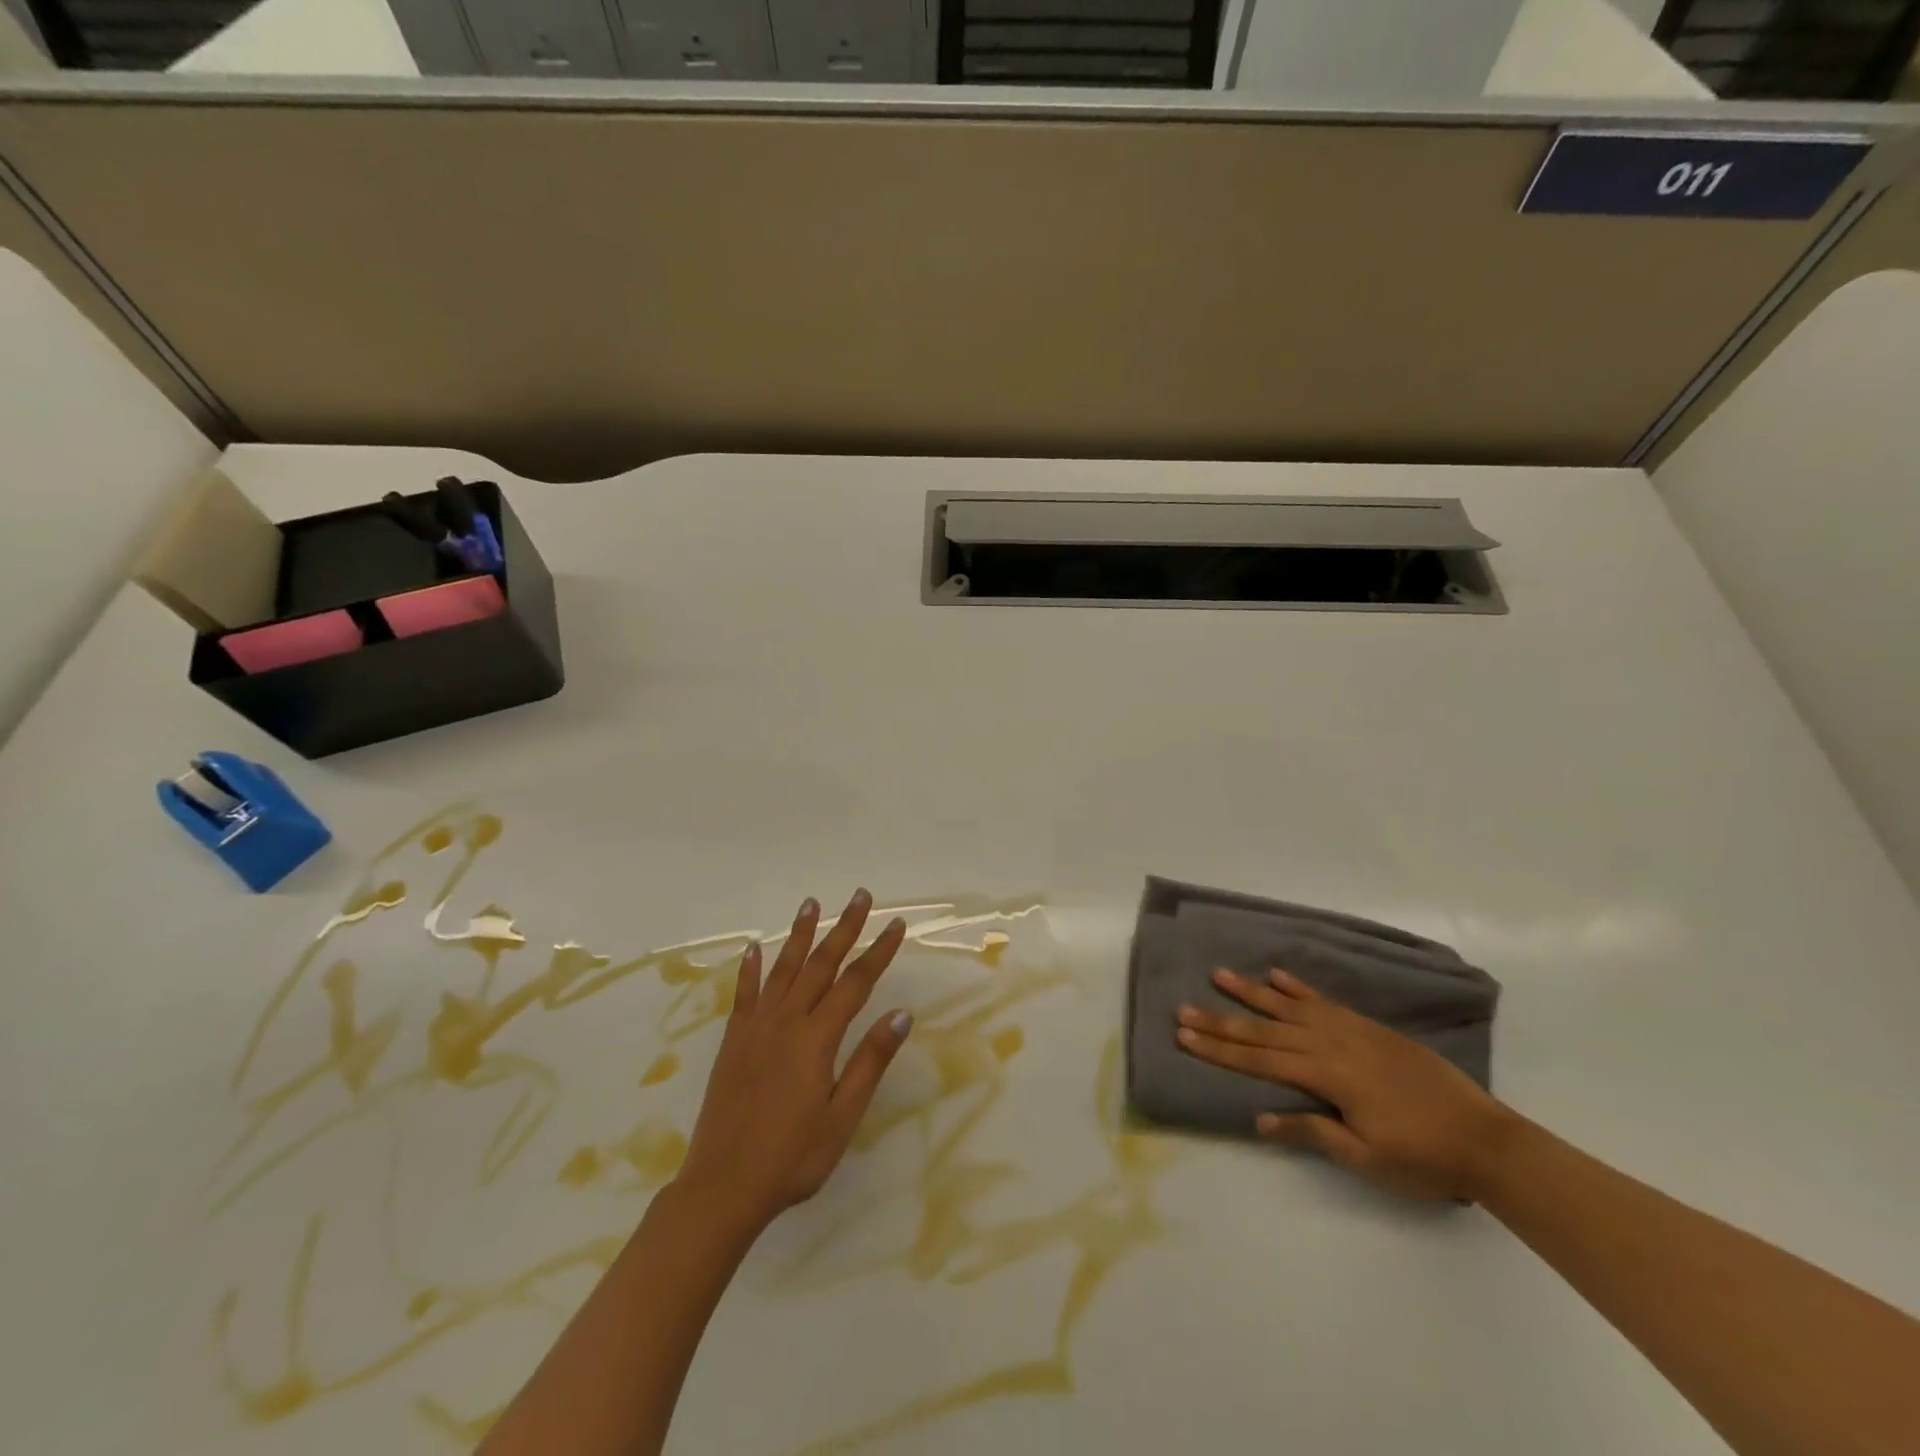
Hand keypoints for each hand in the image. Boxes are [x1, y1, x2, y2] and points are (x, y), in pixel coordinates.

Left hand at [675, 890, 911, 1232]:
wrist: (722, 1186)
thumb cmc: (793, 1156)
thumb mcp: (842, 1116)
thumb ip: (870, 1061)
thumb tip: (901, 1014)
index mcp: (817, 1037)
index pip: (856, 983)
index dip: (878, 952)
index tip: (896, 925)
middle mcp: (786, 1020)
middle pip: (821, 964)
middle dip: (844, 928)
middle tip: (860, 896)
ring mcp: (755, 1028)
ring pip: (783, 969)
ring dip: (800, 934)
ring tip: (812, 904)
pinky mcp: (733, 1041)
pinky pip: (744, 994)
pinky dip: (751, 968)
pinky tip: (755, 948)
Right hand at [1176, 969, 1518, 1201]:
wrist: (1486, 1139)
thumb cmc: (1424, 1158)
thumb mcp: (1367, 1158)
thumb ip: (1313, 1132)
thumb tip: (1259, 1118)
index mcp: (1328, 1076)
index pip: (1261, 1060)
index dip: (1220, 1050)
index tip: (1184, 1036)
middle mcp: (1332, 1043)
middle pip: (1266, 1030)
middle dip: (1221, 1021)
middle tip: (1184, 1008)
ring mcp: (1351, 1030)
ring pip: (1289, 1007)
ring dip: (1251, 992)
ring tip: (1219, 974)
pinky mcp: (1369, 1027)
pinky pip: (1325, 1001)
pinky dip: (1298, 988)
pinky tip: (1277, 976)